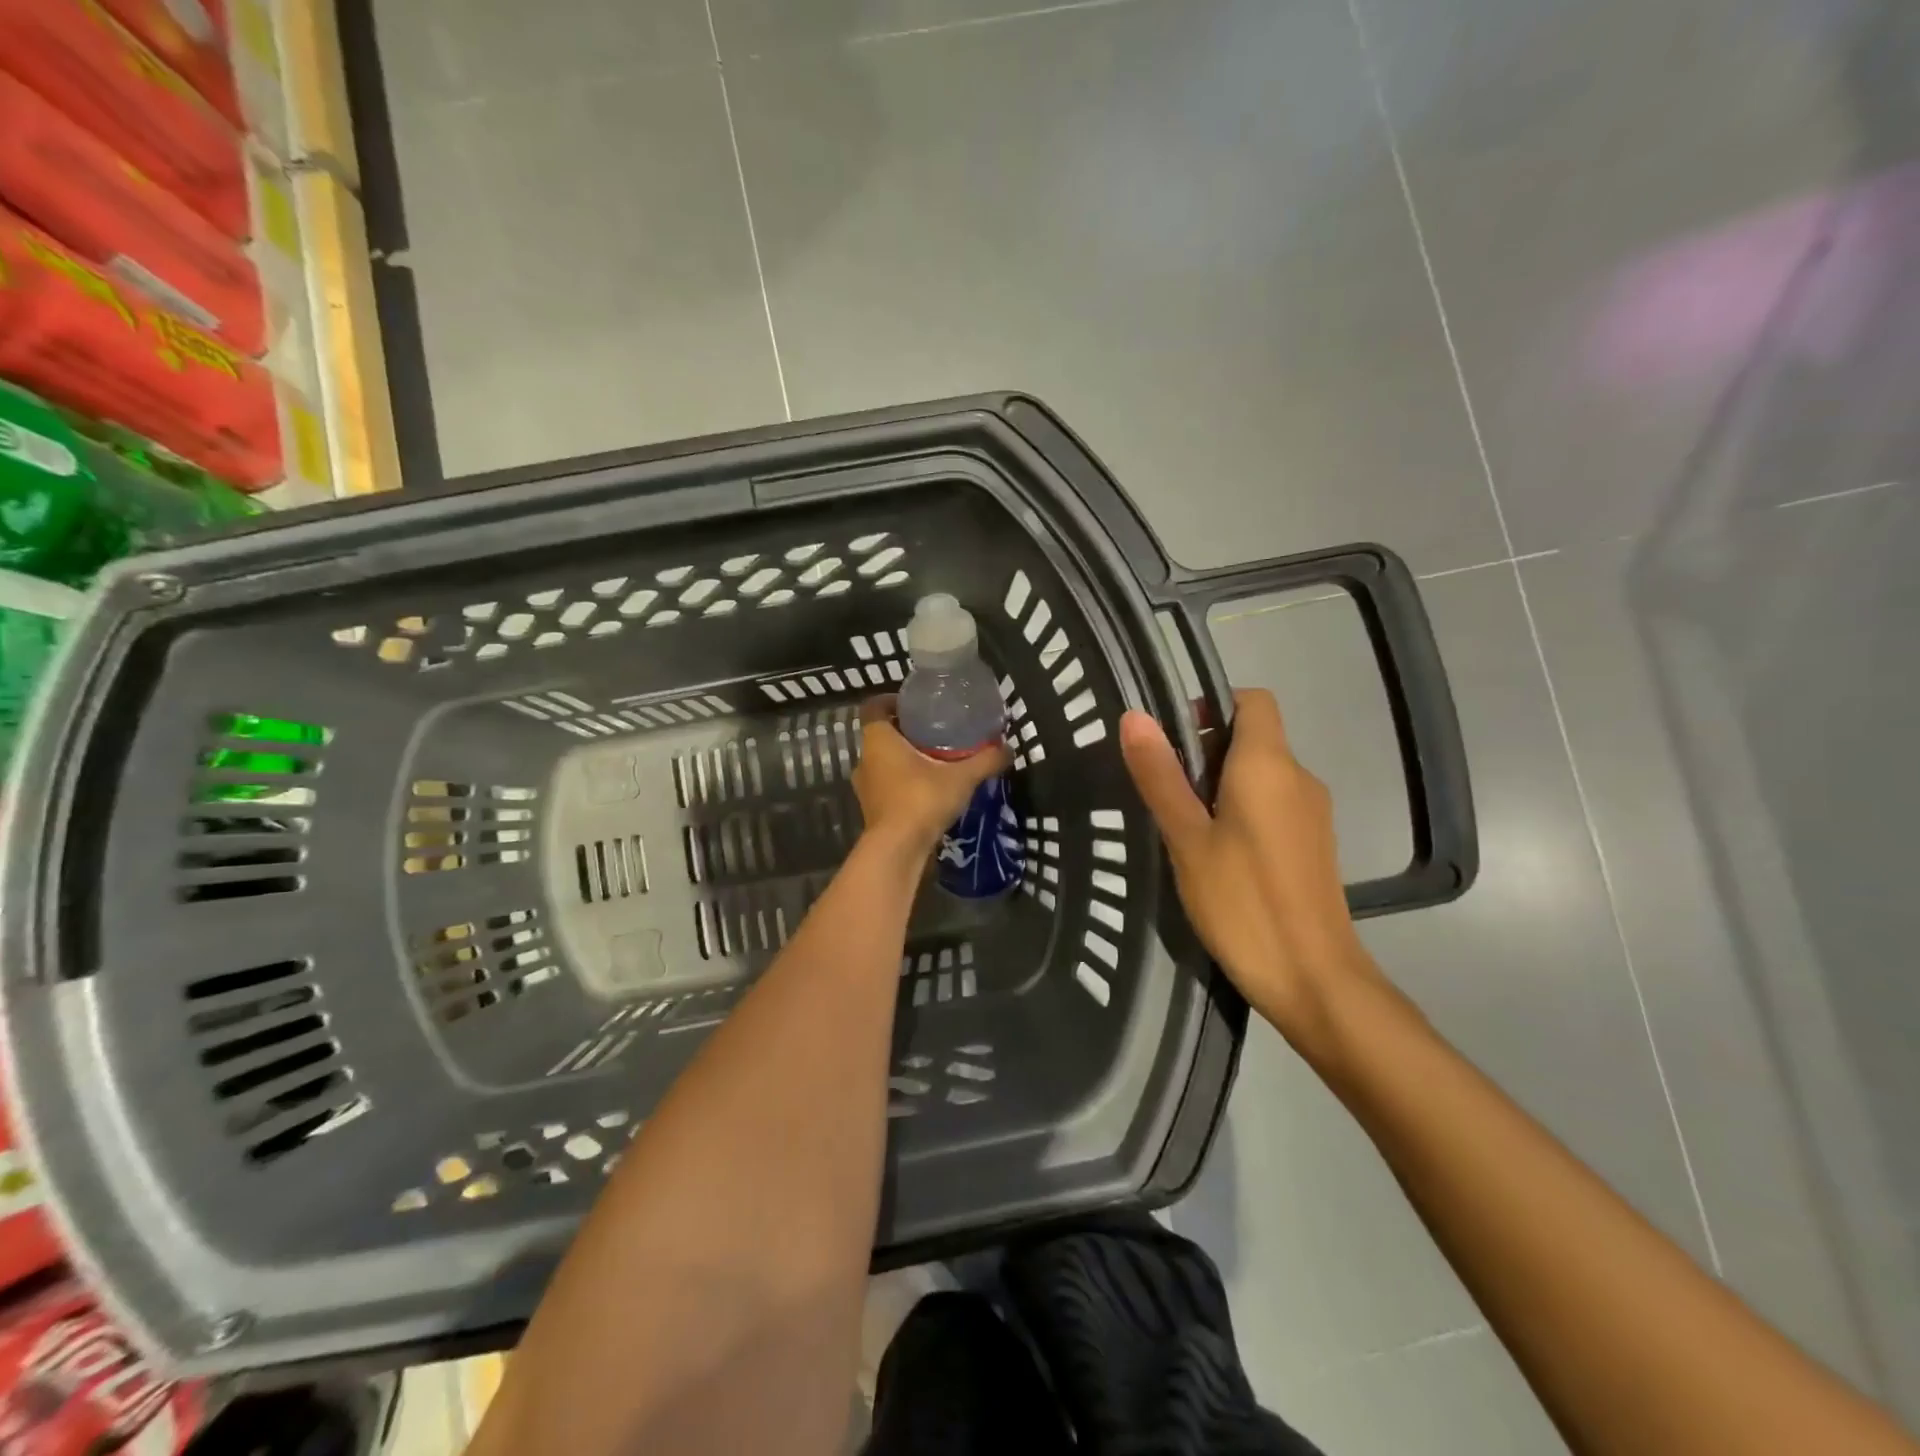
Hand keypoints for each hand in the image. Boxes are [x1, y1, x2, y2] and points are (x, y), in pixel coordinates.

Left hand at [853, 697, 1011, 857]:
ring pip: (883, 762)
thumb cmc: (922, 800)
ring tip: (934, 760)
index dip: (889, 701)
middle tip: (934, 732)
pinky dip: (903, 783)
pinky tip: (928, 788)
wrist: (898, 849)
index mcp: (878, 740)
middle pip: (880, 735)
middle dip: (904, 732)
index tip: (912, 704)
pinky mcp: (872, 809)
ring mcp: (865, 787)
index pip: (873, 707)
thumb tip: (1008, 749)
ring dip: (903, 759)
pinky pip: (886, 786)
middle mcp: (865, 759)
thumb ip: (985, 760)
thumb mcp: (961, 777)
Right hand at [1120, 691, 1375, 1041]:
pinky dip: (1241, 811)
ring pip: (1261, 774)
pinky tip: (1215, 856)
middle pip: (1253, 737)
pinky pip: (1273, 805)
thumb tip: (1134, 716)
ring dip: (1220, 785)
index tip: (1173, 740)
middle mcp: (1299, 777)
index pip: (1252, 700)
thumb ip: (1160, 775)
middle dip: (1205, 751)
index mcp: (1269, 765)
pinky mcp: (1313, 844)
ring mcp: (1312, 813)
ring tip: (1183, 828)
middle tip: (1165, 792)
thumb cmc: (1243, 903)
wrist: (1314, 979)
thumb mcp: (1187, 838)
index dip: (1211, 705)